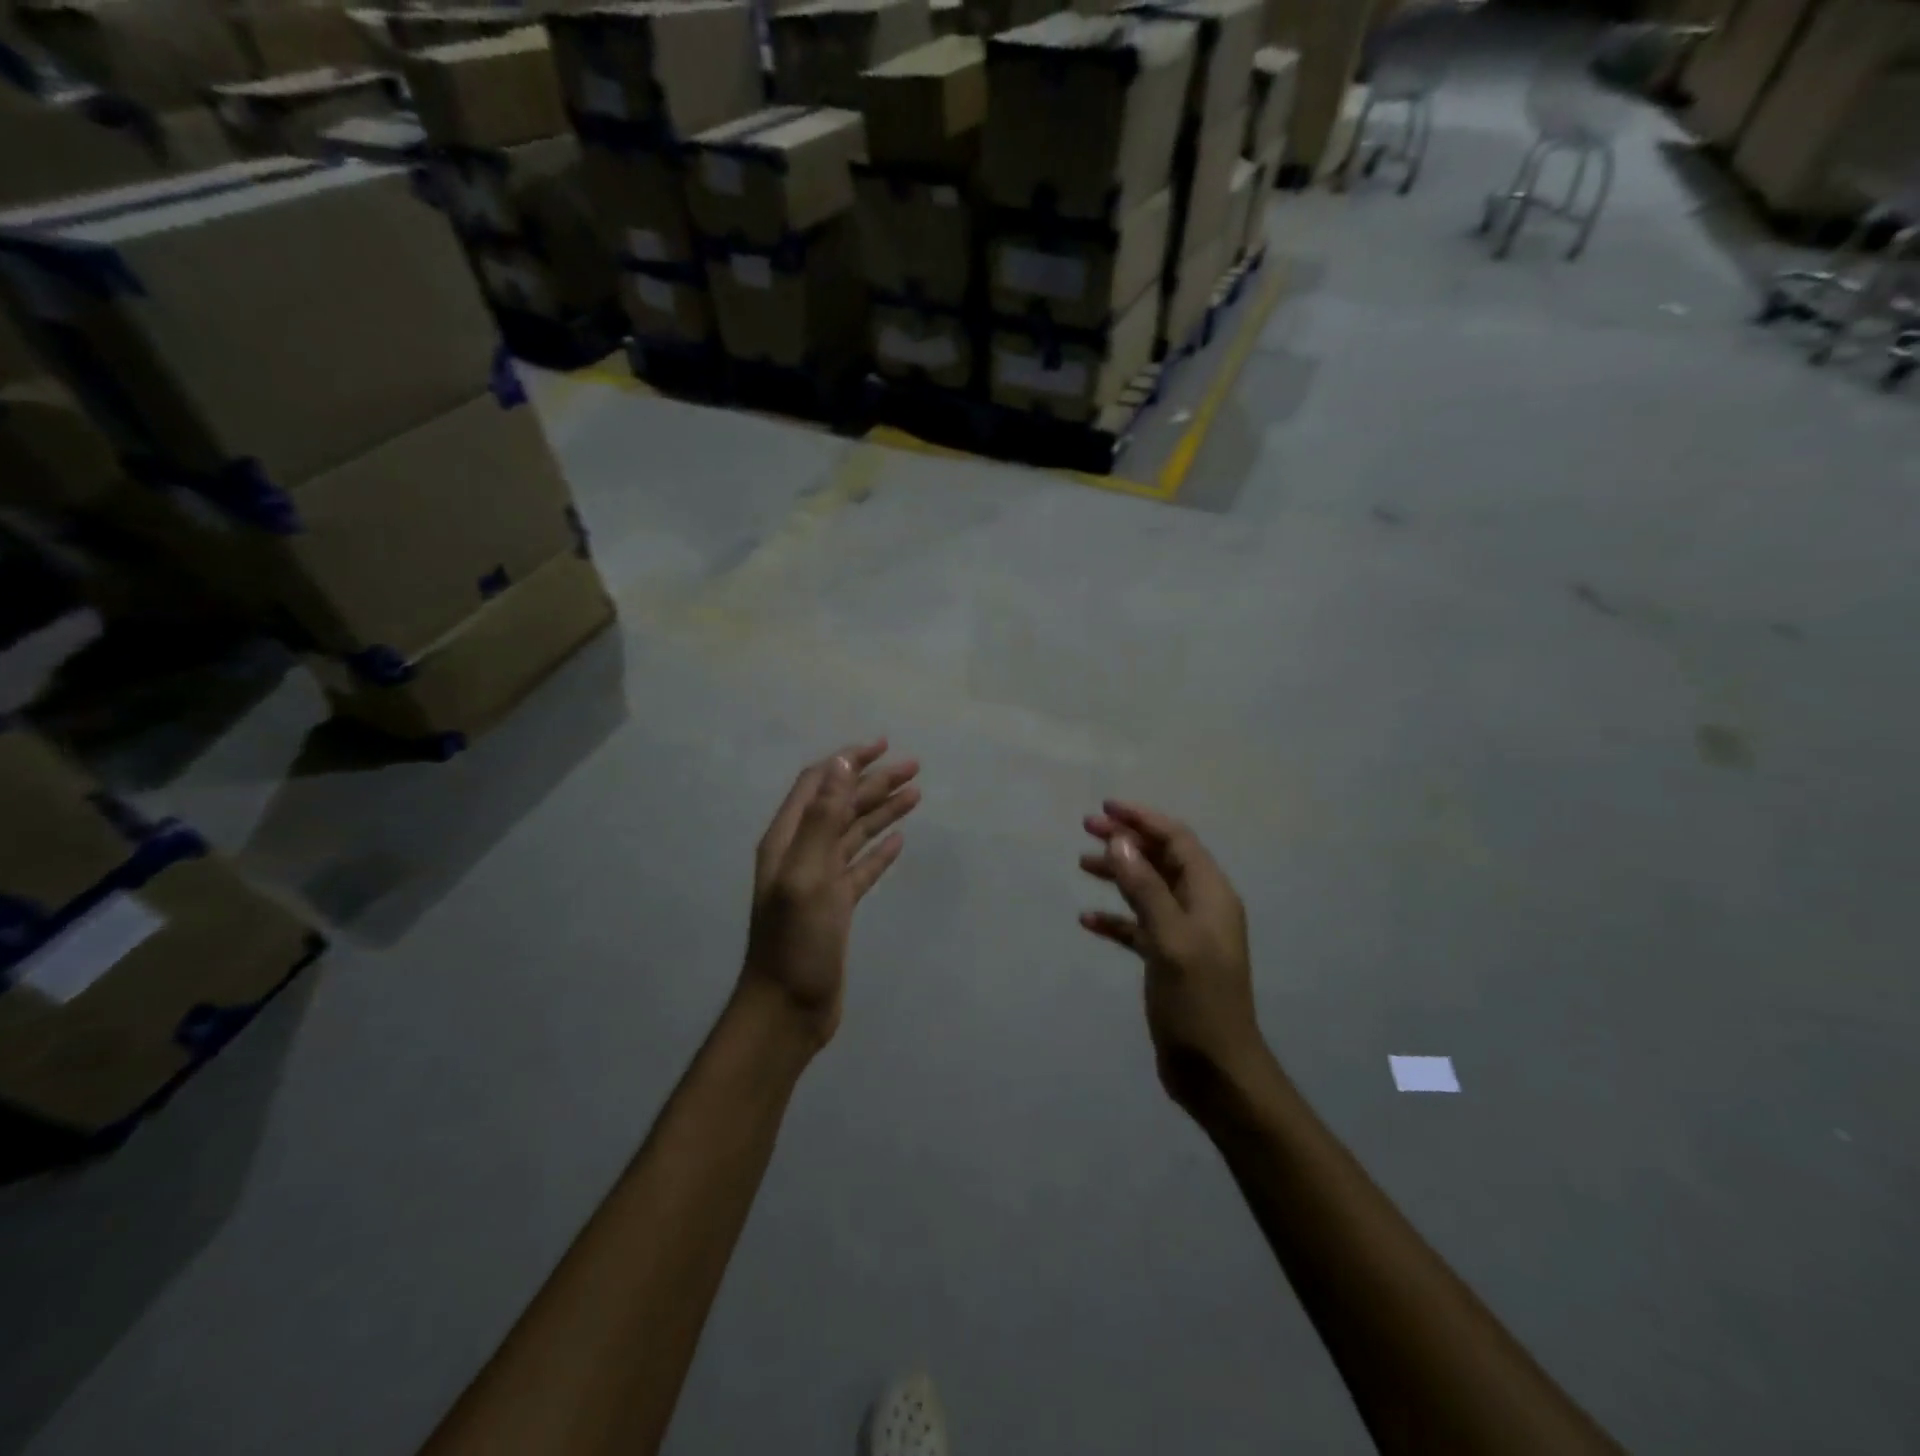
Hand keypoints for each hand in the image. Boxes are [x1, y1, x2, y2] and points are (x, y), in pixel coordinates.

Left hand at [742, 740, 919, 1049]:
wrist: (787, 1009)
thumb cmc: (795, 941)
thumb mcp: (807, 874)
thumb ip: (822, 818)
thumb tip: (841, 763)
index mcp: (788, 839)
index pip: (818, 784)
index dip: (848, 761)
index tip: (882, 745)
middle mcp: (802, 853)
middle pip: (841, 805)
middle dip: (875, 782)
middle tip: (914, 767)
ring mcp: (820, 880)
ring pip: (854, 833)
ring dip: (882, 811)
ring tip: (916, 794)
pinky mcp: (837, 906)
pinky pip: (861, 867)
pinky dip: (880, 850)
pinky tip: (899, 841)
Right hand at [1080, 802, 1265, 1106]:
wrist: (1217, 1072)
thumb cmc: (1198, 1002)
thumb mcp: (1170, 940)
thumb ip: (1145, 888)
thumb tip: (1120, 841)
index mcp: (1211, 895)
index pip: (1176, 839)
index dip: (1142, 819)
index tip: (1105, 808)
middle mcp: (1201, 907)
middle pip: (1161, 859)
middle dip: (1127, 841)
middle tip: (1086, 829)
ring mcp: (1185, 934)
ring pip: (1148, 889)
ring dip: (1118, 873)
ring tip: (1082, 864)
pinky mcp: (1169, 960)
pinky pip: (1138, 926)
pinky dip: (1115, 918)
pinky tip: (1087, 921)